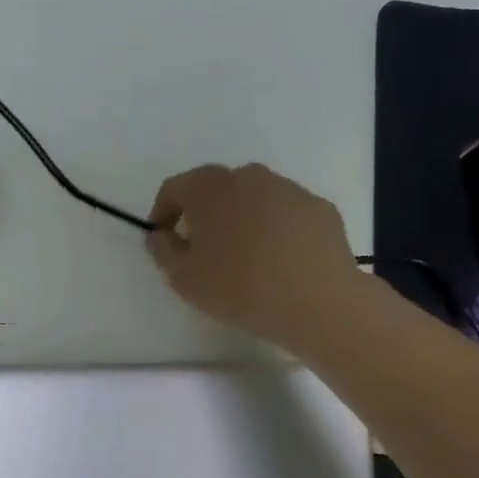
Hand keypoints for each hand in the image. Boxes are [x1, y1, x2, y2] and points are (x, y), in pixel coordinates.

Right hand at [146, 163, 359, 349]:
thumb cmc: (239, 288)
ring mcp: (289, 189)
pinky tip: (278, 263)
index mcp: (210, 188)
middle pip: (216, 189)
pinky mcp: (318, 207)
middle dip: (204, 214)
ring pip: (254, 199)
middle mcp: (249, 176)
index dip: (162, 212)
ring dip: (241, 221)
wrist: (317, 300)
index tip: (163, 239)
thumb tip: (160, 235)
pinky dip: (275, 230)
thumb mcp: (184, 279)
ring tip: (244, 259)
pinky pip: (285, 214)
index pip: (175, 188)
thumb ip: (163, 252)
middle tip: (202, 250)